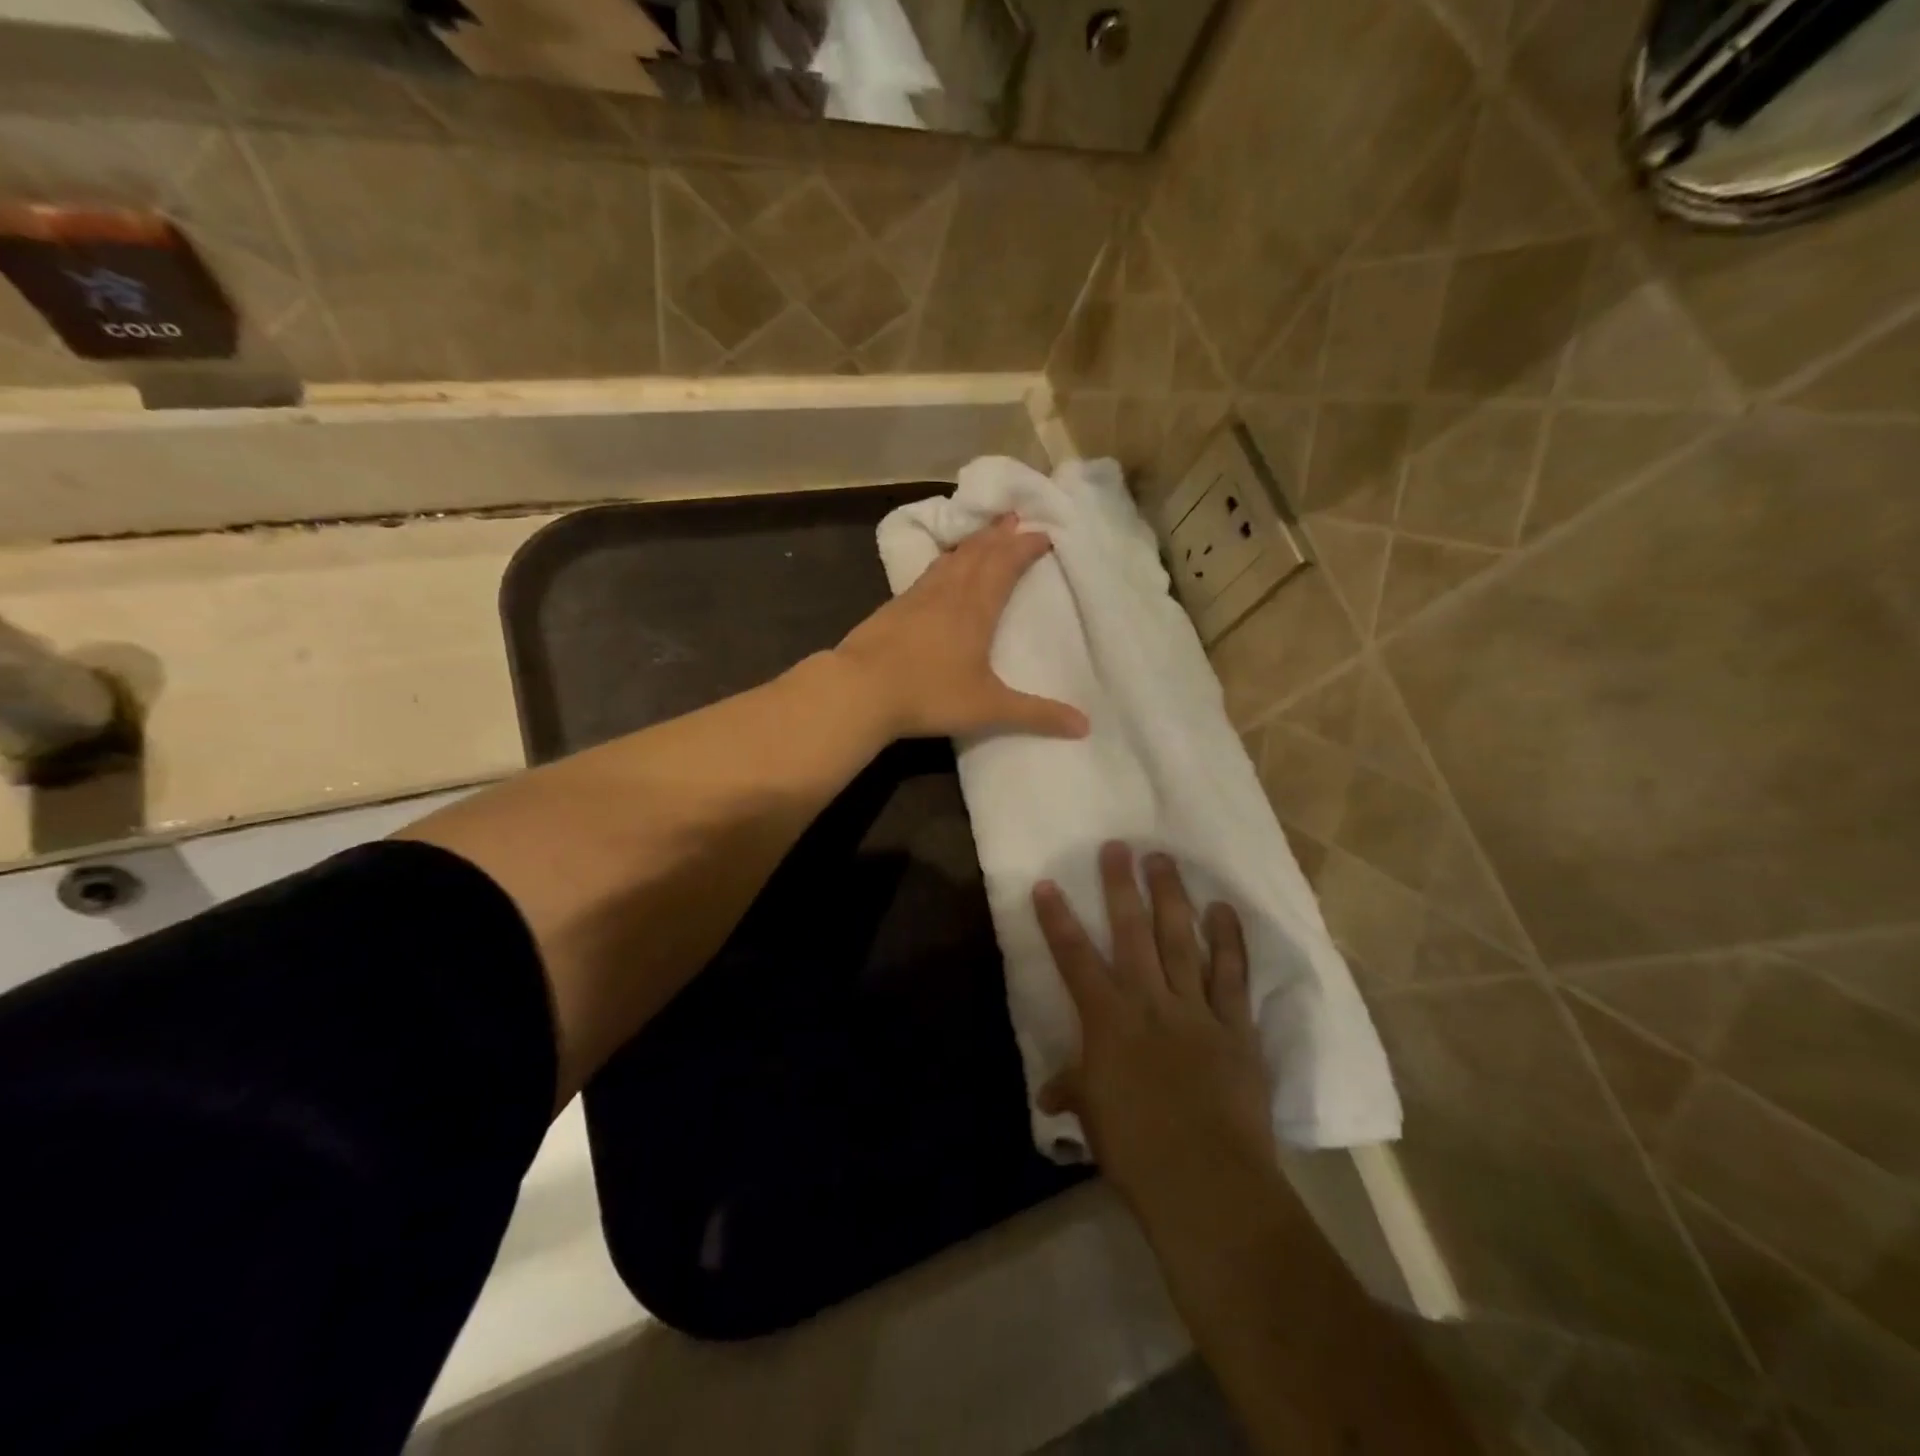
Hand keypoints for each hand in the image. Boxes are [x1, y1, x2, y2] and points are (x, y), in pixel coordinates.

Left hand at [834, 515, 1089, 742]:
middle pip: (978, 552)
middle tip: (1015, 518)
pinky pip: (928, 573)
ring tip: (984, 534)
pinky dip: (944, 562)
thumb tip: (1085, 726)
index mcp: (975, 608)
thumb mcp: (989, 708)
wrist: (859, 690)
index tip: (1044, 533)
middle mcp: (948, 593)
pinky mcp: (893, 607)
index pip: (1005, 565)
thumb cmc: (929, 694)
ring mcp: (917, 597)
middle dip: (1000, 535)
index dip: (1025, 547)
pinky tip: (940, 570)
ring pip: (951, 559)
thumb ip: (1036, 714)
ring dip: (972, 543)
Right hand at [1034, 844, 1276, 1235]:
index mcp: (1107, 1020)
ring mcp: (1195, 1009)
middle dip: (1121, 886)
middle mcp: (1149, 1001)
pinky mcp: (1235, 1026)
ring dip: (1171, 897)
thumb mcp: (1093, 1117)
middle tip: (1119, 847)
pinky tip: (1223, 910)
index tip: (1046, 884)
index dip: (1056, 919)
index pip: (1073, 958)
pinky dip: (1229, 941)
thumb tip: (1050, 1094)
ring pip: (1181, 940)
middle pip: (1132, 932)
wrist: (1206, 1183)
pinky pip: (1232, 975)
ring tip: (1164, 860)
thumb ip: (1073, 1091)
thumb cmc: (1136, 1150)